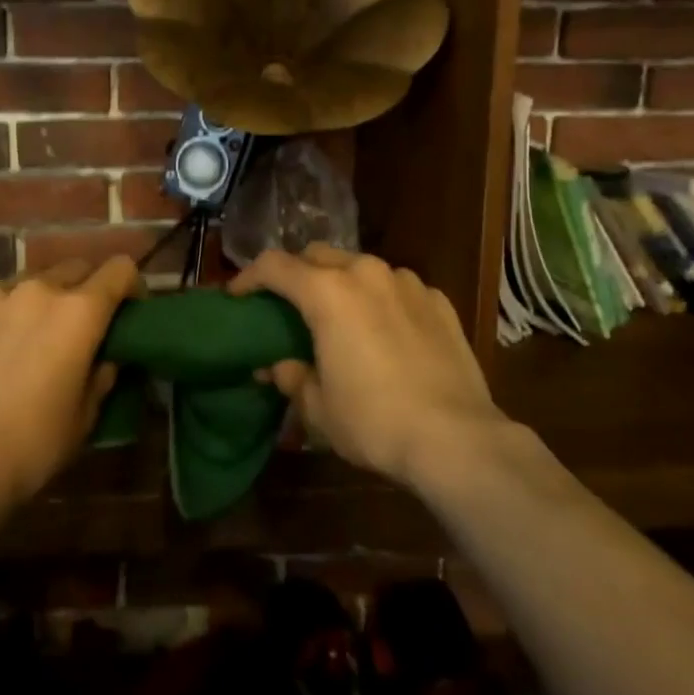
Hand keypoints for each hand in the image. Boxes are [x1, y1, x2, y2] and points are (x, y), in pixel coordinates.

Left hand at [0, 258, 138, 510]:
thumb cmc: (33, 444)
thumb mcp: (85, 416)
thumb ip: (101, 374)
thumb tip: (105, 358)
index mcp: (79, 311)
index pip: (120, 269)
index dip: (131, 285)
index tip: (128, 309)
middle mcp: (38, 289)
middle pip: (74, 267)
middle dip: (85, 288)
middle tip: (79, 325)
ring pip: (29, 280)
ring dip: (39, 299)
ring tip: (29, 335)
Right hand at [230, 245, 509, 492]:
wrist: (456, 438)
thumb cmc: (375, 421)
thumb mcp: (319, 408)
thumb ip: (293, 377)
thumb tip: (279, 367)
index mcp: (327, 292)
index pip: (274, 266)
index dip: (249, 277)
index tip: (237, 296)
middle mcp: (365, 272)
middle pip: (317, 256)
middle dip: (297, 274)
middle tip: (289, 306)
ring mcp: (406, 282)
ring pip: (360, 267)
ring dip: (342, 284)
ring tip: (342, 318)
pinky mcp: (437, 299)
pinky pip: (397, 288)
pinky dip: (381, 300)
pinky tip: (386, 332)